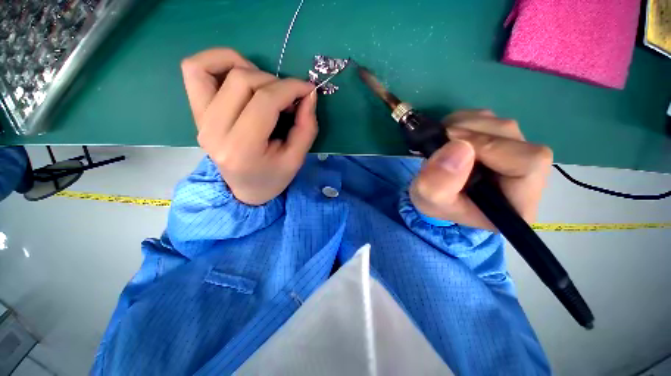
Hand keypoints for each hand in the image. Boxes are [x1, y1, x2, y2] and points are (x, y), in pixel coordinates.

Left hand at [181, 48, 317, 205]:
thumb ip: (306, 126)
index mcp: (242, 149)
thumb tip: (308, 94)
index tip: (307, 90)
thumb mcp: (297, 159)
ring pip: (214, 67)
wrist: (246, 189)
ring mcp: (200, 120)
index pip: (265, 101)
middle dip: (275, 82)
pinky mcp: (196, 113)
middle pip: (243, 81)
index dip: (290, 88)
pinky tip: (240, 75)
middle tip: (289, 99)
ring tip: (265, 88)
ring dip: (248, 69)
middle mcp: (214, 131)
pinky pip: (194, 70)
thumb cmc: (274, 177)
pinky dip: (218, 62)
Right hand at [410, 110, 552, 230]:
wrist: (431, 195)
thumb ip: (438, 183)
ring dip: (464, 126)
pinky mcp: (499, 140)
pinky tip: (448, 137)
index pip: (528, 162)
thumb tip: (459, 146)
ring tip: (440, 142)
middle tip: (439, 141)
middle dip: (471, 133)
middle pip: (513, 137)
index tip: (451, 146)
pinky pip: (488, 118)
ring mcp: (514, 153)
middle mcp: (526, 176)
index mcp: (517, 201)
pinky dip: (462, 121)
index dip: (490, 147)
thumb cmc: (434, 203)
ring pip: (499, 124)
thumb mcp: (428, 200)